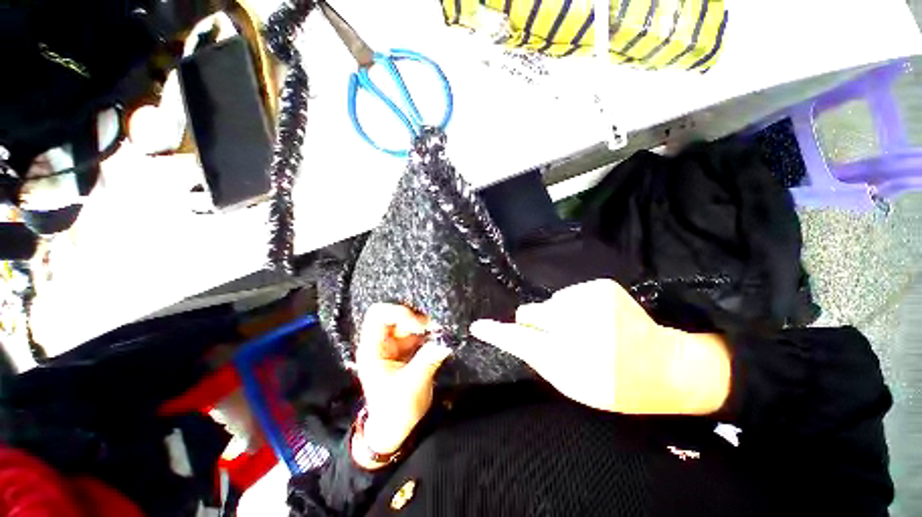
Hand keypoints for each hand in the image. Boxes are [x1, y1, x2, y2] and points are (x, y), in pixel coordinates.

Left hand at [354, 303, 450, 465]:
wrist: (395, 428)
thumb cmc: (395, 411)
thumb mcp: (412, 386)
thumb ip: (428, 360)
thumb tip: (446, 340)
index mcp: (372, 349)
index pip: (378, 315)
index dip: (398, 312)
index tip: (420, 325)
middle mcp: (382, 341)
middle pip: (397, 314)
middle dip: (416, 317)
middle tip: (435, 326)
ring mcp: (395, 343)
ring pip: (410, 321)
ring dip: (426, 324)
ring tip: (441, 331)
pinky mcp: (407, 347)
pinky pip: (419, 331)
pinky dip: (430, 331)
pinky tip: (440, 336)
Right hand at [470, 279, 730, 414]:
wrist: (663, 366)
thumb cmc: (615, 384)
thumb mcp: (572, 386)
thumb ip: (540, 359)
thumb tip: (515, 334)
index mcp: (574, 363)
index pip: (523, 341)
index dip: (498, 333)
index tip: (479, 326)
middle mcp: (581, 328)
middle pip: (530, 312)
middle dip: (537, 322)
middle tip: (558, 335)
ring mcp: (593, 301)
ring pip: (549, 302)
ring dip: (559, 315)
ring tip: (587, 330)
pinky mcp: (602, 286)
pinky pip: (568, 294)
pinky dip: (575, 305)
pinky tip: (597, 318)